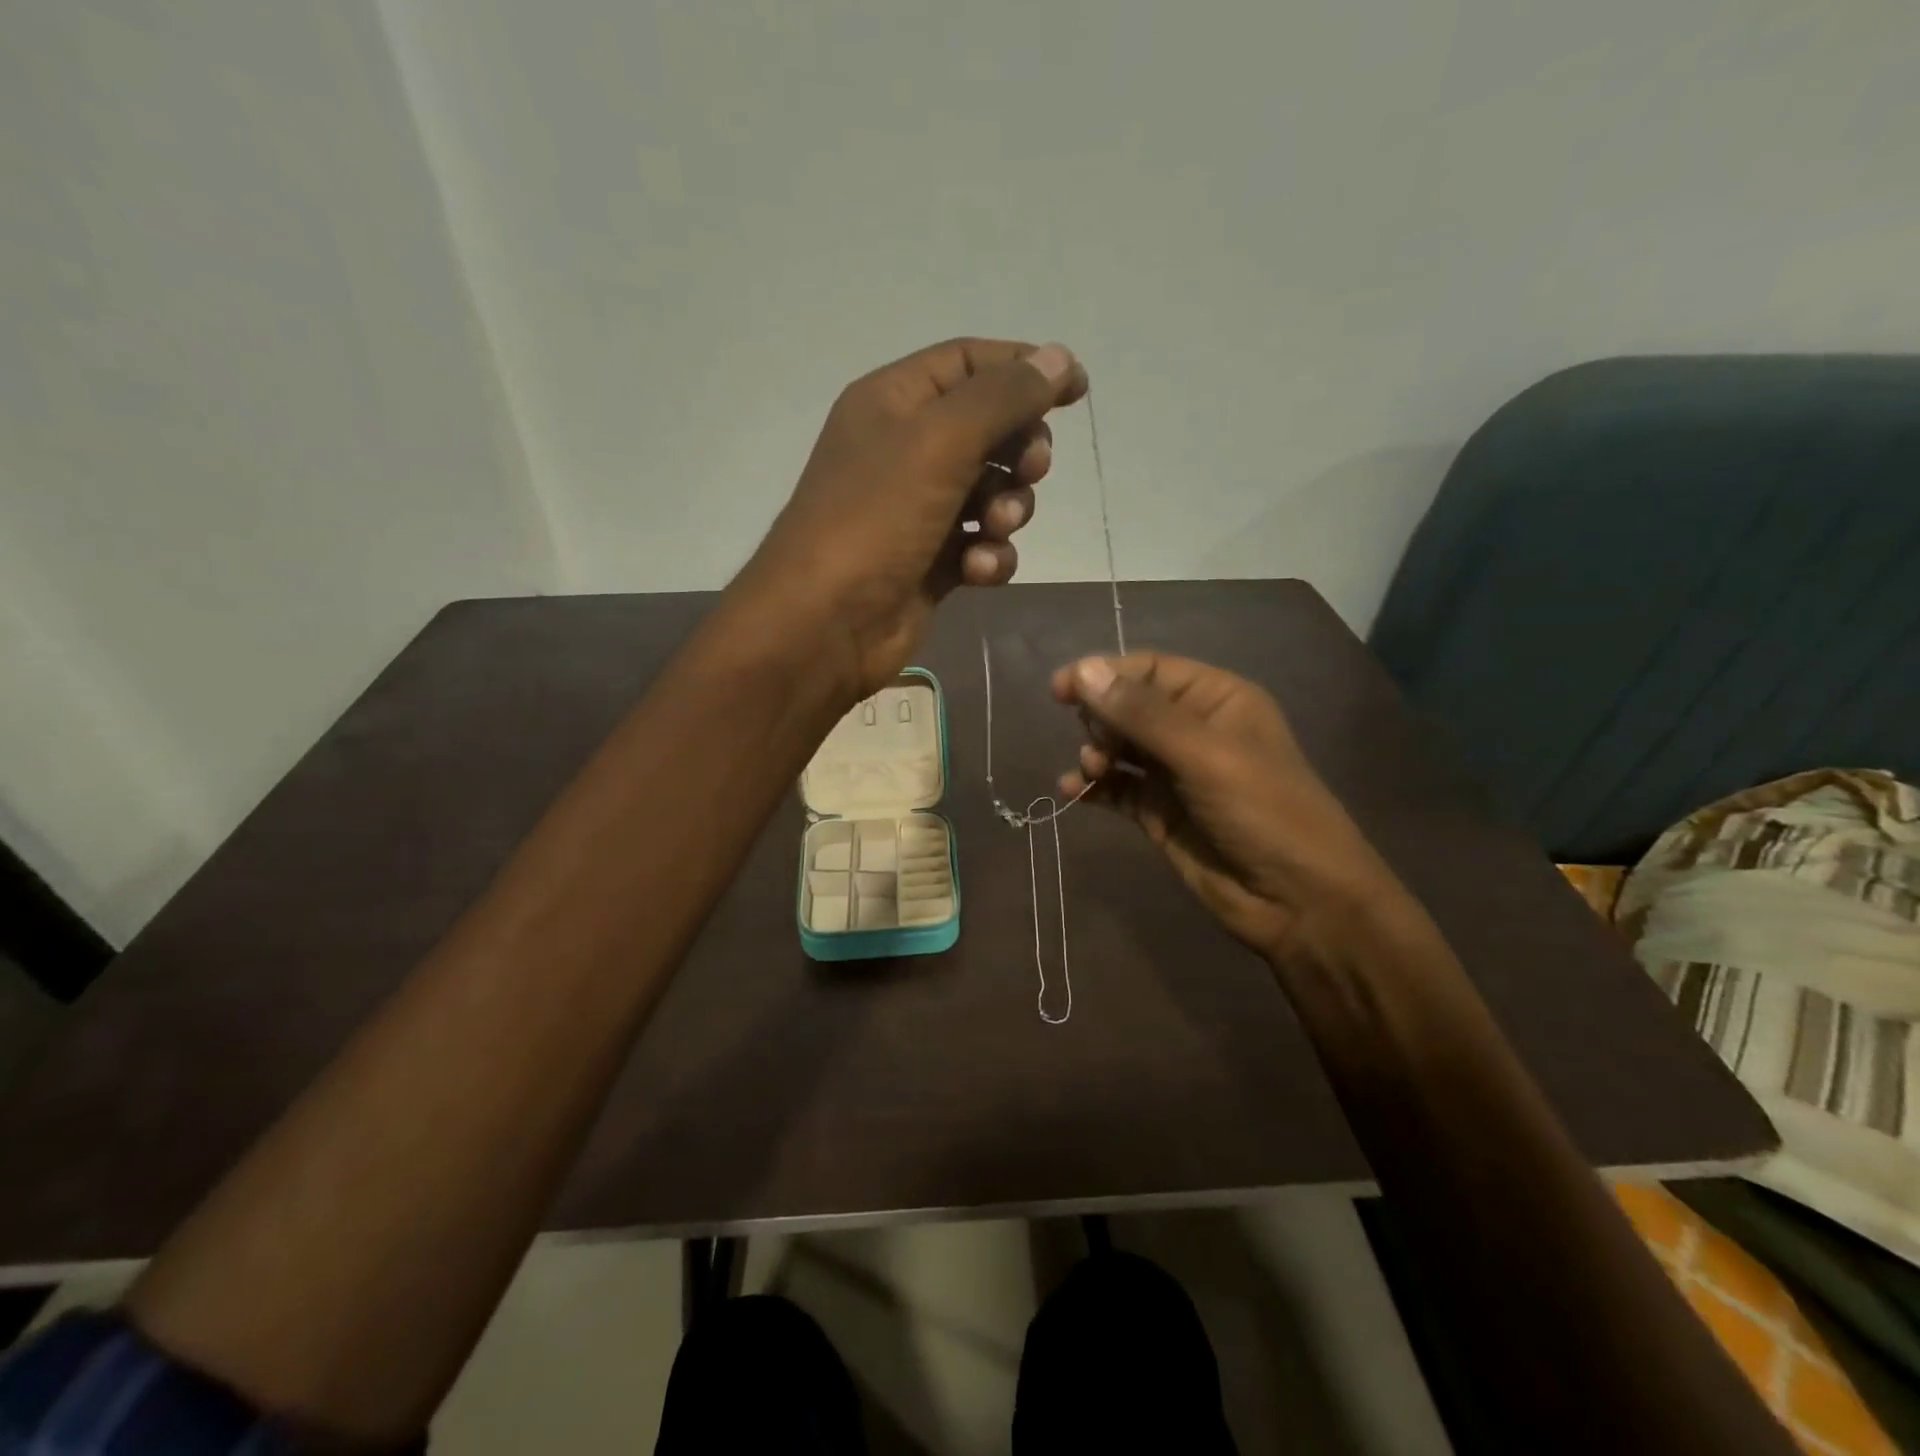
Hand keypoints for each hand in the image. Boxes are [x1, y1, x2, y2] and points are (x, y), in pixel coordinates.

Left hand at [738, 337, 1086, 700]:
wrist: (826, 623)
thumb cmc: (876, 518)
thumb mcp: (940, 441)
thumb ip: (1004, 397)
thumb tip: (1059, 357)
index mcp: (895, 401)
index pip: (971, 362)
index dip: (1026, 368)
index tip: (1078, 389)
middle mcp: (906, 450)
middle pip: (990, 429)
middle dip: (1020, 450)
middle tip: (1029, 469)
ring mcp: (919, 511)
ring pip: (992, 493)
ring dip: (1007, 509)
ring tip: (991, 528)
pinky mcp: (932, 563)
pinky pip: (981, 546)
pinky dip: (989, 556)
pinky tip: (977, 570)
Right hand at [1052, 654, 1401, 964]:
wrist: (1297, 901)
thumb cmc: (1263, 812)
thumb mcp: (1204, 755)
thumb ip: (1142, 715)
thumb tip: (1082, 670)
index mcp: (1217, 700)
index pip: (1150, 670)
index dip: (1105, 675)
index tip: (1061, 691)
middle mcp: (1193, 730)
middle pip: (1129, 707)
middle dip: (1101, 720)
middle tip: (1096, 747)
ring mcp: (1175, 774)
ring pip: (1118, 748)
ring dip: (1095, 754)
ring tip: (1091, 773)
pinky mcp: (1159, 813)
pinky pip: (1116, 788)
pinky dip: (1093, 787)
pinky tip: (1072, 792)